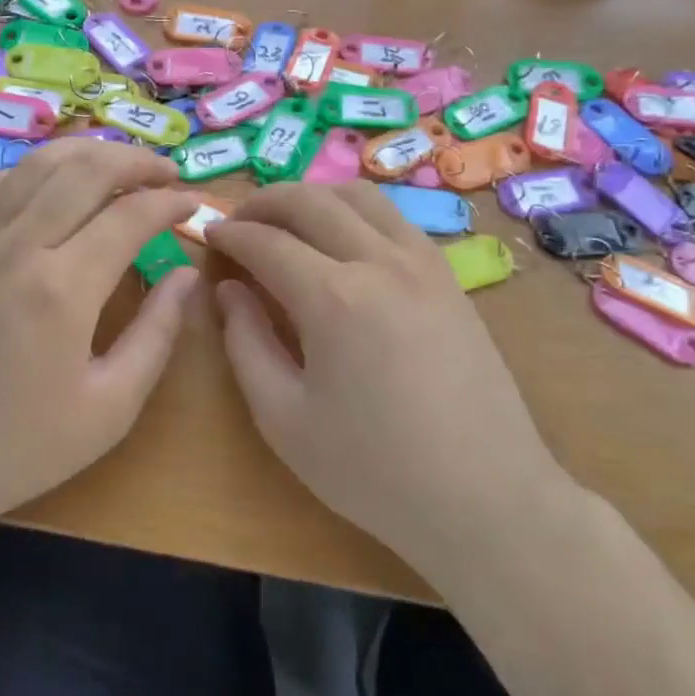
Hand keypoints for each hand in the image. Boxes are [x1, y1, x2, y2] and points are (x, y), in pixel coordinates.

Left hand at [0, 139, 199, 543]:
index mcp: (62, 289)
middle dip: (134, 160)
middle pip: (82, 169)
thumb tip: (187, 276)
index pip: (129, 215)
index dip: (170, 202)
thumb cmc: (20, 447)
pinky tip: (43, 184)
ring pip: (34, 165)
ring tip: (118, 163)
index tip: (195, 205)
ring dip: (84, 152)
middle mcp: (17, 248)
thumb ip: (157, 334)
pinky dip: (24, 173)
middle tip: (167, 172)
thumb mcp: (109, 408)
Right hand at [205, 182, 576, 579]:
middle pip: (311, 200)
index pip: (266, 241)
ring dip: (312, 196)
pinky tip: (343, 241)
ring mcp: (423, 263)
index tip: (208, 236)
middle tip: (238, 221)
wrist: (486, 499)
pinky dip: (355, 212)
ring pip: (359, 196)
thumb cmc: (374, 470)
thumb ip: (246, 344)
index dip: (230, 234)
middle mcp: (379, 262)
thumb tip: (228, 291)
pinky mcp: (449, 277)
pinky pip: (394, 218)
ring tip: (287, 221)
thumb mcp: (284, 419)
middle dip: (264, 201)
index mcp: (333, 298)